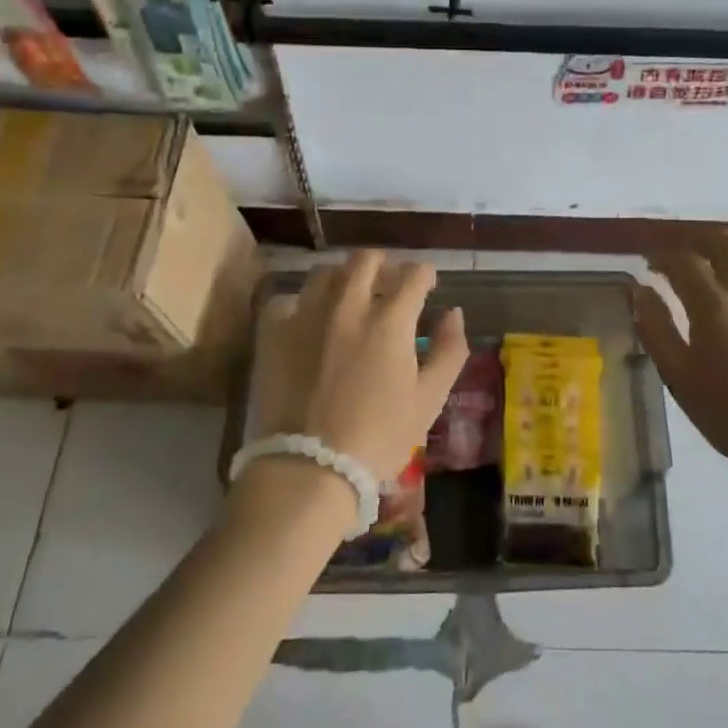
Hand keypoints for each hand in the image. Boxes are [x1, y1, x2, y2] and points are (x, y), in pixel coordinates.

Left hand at [248, 251, 469, 483]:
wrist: (309, 468)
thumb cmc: (379, 437)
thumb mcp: (430, 399)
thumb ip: (449, 350)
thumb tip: (454, 313)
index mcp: (391, 319)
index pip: (414, 274)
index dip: (425, 274)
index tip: (427, 284)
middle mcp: (348, 304)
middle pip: (367, 259)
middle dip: (384, 265)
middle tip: (389, 285)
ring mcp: (306, 314)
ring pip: (326, 272)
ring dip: (344, 278)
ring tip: (348, 298)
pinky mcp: (273, 332)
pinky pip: (288, 299)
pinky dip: (302, 304)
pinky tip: (308, 322)